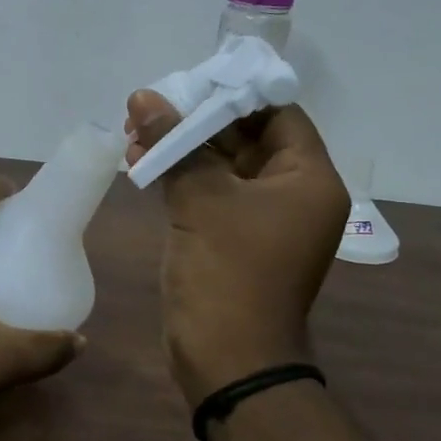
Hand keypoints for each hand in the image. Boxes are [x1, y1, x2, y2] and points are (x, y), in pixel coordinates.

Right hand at [124, 91, 348, 407]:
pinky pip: (209, 192)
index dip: (233, 93)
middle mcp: (292, 195)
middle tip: (148, 106)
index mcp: (308, 180)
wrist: (226, 359)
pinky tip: (140, 162)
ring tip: (133, 131)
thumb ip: (176, 143)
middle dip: (195, 120)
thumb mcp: (202, 199)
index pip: (276, 114)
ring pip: (221, 165)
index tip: (187, 82)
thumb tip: (144, 96)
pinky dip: (179, 176)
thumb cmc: (228, 273)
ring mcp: (261, 219)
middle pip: (246, 137)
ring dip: (181, 148)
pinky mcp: (231, 238)